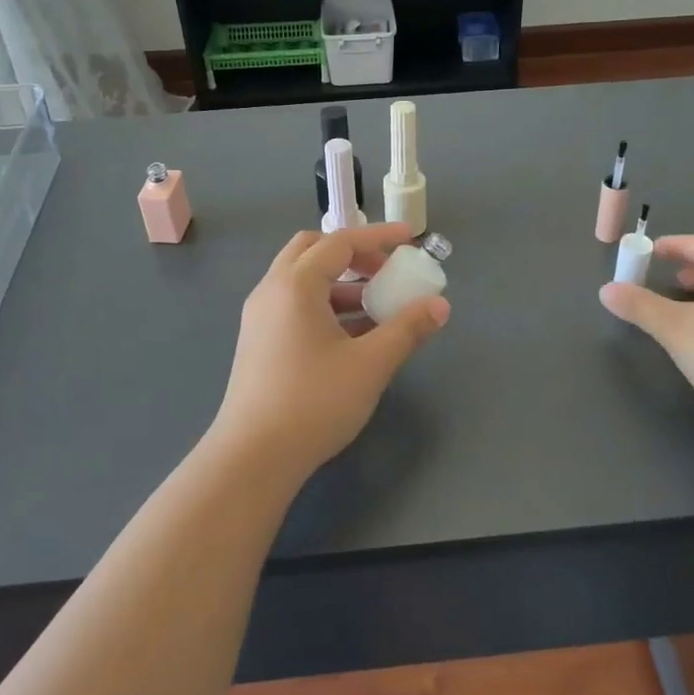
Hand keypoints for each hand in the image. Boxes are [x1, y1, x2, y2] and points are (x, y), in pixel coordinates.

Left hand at [210, 224, 449, 480]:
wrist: (253, 457)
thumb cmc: (314, 402)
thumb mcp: (370, 364)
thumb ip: (407, 329)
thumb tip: (439, 306)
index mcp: (295, 284)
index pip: (340, 242)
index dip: (378, 237)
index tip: (410, 239)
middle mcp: (271, 291)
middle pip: (313, 251)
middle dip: (353, 254)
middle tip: (385, 271)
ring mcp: (260, 317)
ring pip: (302, 281)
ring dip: (341, 284)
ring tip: (378, 308)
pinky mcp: (258, 342)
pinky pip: (294, 306)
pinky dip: (325, 306)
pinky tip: (353, 337)